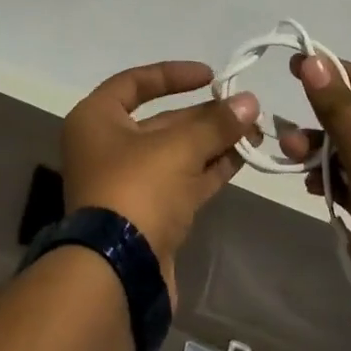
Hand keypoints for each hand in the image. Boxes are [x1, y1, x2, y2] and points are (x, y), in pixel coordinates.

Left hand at [60, 61, 259, 300]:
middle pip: (160, 120)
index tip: (210, 76)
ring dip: (213, 142)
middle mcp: (107, 146)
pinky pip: (182, 181)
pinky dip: (209, 169)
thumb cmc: (136, 190)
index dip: (173, 75)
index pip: (134, 82)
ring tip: (254, 131)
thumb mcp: (177, 149)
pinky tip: (241, 158)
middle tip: (246, 109)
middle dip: (204, 115)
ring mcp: (127, 183)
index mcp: (96, 119)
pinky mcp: (148, 215)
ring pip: (175, 153)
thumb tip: (250, 101)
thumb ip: (215, 124)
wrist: (118, 274)